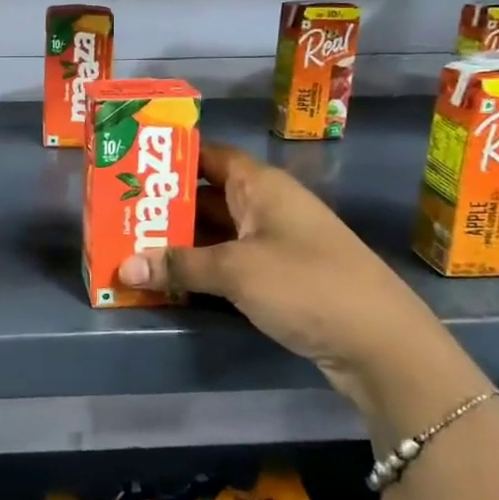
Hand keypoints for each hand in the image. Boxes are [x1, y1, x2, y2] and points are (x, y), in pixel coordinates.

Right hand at [116, 143, 462, 413]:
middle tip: (116, 212)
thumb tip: (122, 266)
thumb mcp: (236, 271)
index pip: (207, 155)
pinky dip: (199, 268)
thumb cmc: (307, 285)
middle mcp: (266, 206)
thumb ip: (178, 266)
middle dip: (164, 205)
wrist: (382, 345)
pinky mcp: (279, 277)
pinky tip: (167, 279)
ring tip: (129, 245)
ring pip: (215, 233)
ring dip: (178, 241)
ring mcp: (274, 243)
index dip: (169, 156)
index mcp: (260, 185)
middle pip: (206, 195)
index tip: (128, 164)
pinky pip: (228, 262)